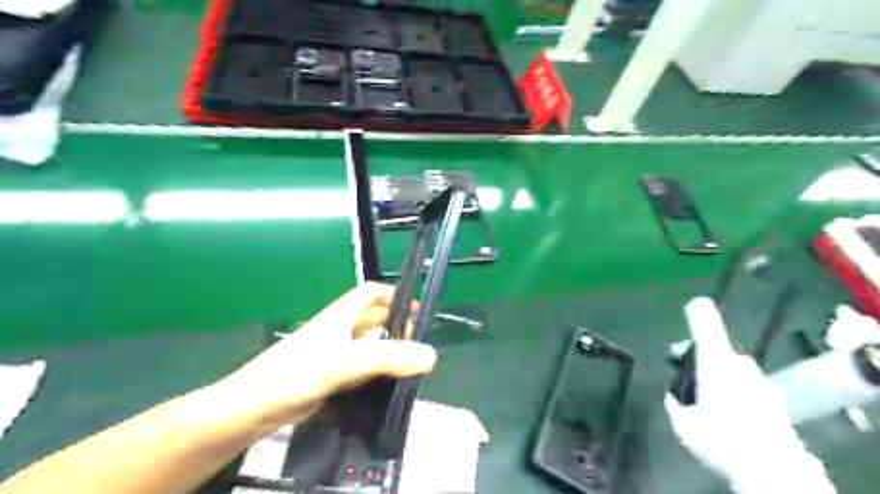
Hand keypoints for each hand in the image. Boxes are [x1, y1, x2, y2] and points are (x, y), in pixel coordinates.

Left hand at [210, 281, 435, 435]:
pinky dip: (377, 373)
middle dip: (397, 328)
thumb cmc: (298, 372)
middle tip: (418, 346)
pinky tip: (388, 386)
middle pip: (374, 320)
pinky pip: (361, 369)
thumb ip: (389, 358)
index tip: (417, 309)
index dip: (394, 295)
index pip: (372, 293)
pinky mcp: (331, 376)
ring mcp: (334, 354)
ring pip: (369, 346)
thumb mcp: (347, 362)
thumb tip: (431, 356)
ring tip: (411, 367)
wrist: (255, 407)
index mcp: (343, 315)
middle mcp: (340, 330)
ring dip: (389, 352)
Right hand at [663, 298, 833, 493]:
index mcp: (715, 363)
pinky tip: (733, 413)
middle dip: (702, 357)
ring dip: (720, 375)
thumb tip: (673, 396)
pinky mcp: (776, 399)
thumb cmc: (720, 438)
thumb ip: (675, 403)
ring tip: (710, 398)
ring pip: (734, 369)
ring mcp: (761, 381)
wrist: (772, 469)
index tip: (694, 303)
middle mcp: (740, 366)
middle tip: (688, 373)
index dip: (698, 314)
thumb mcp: (683, 423)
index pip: (707, 328)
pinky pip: (749, 386)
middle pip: (718, 350)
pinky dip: (738, 391)